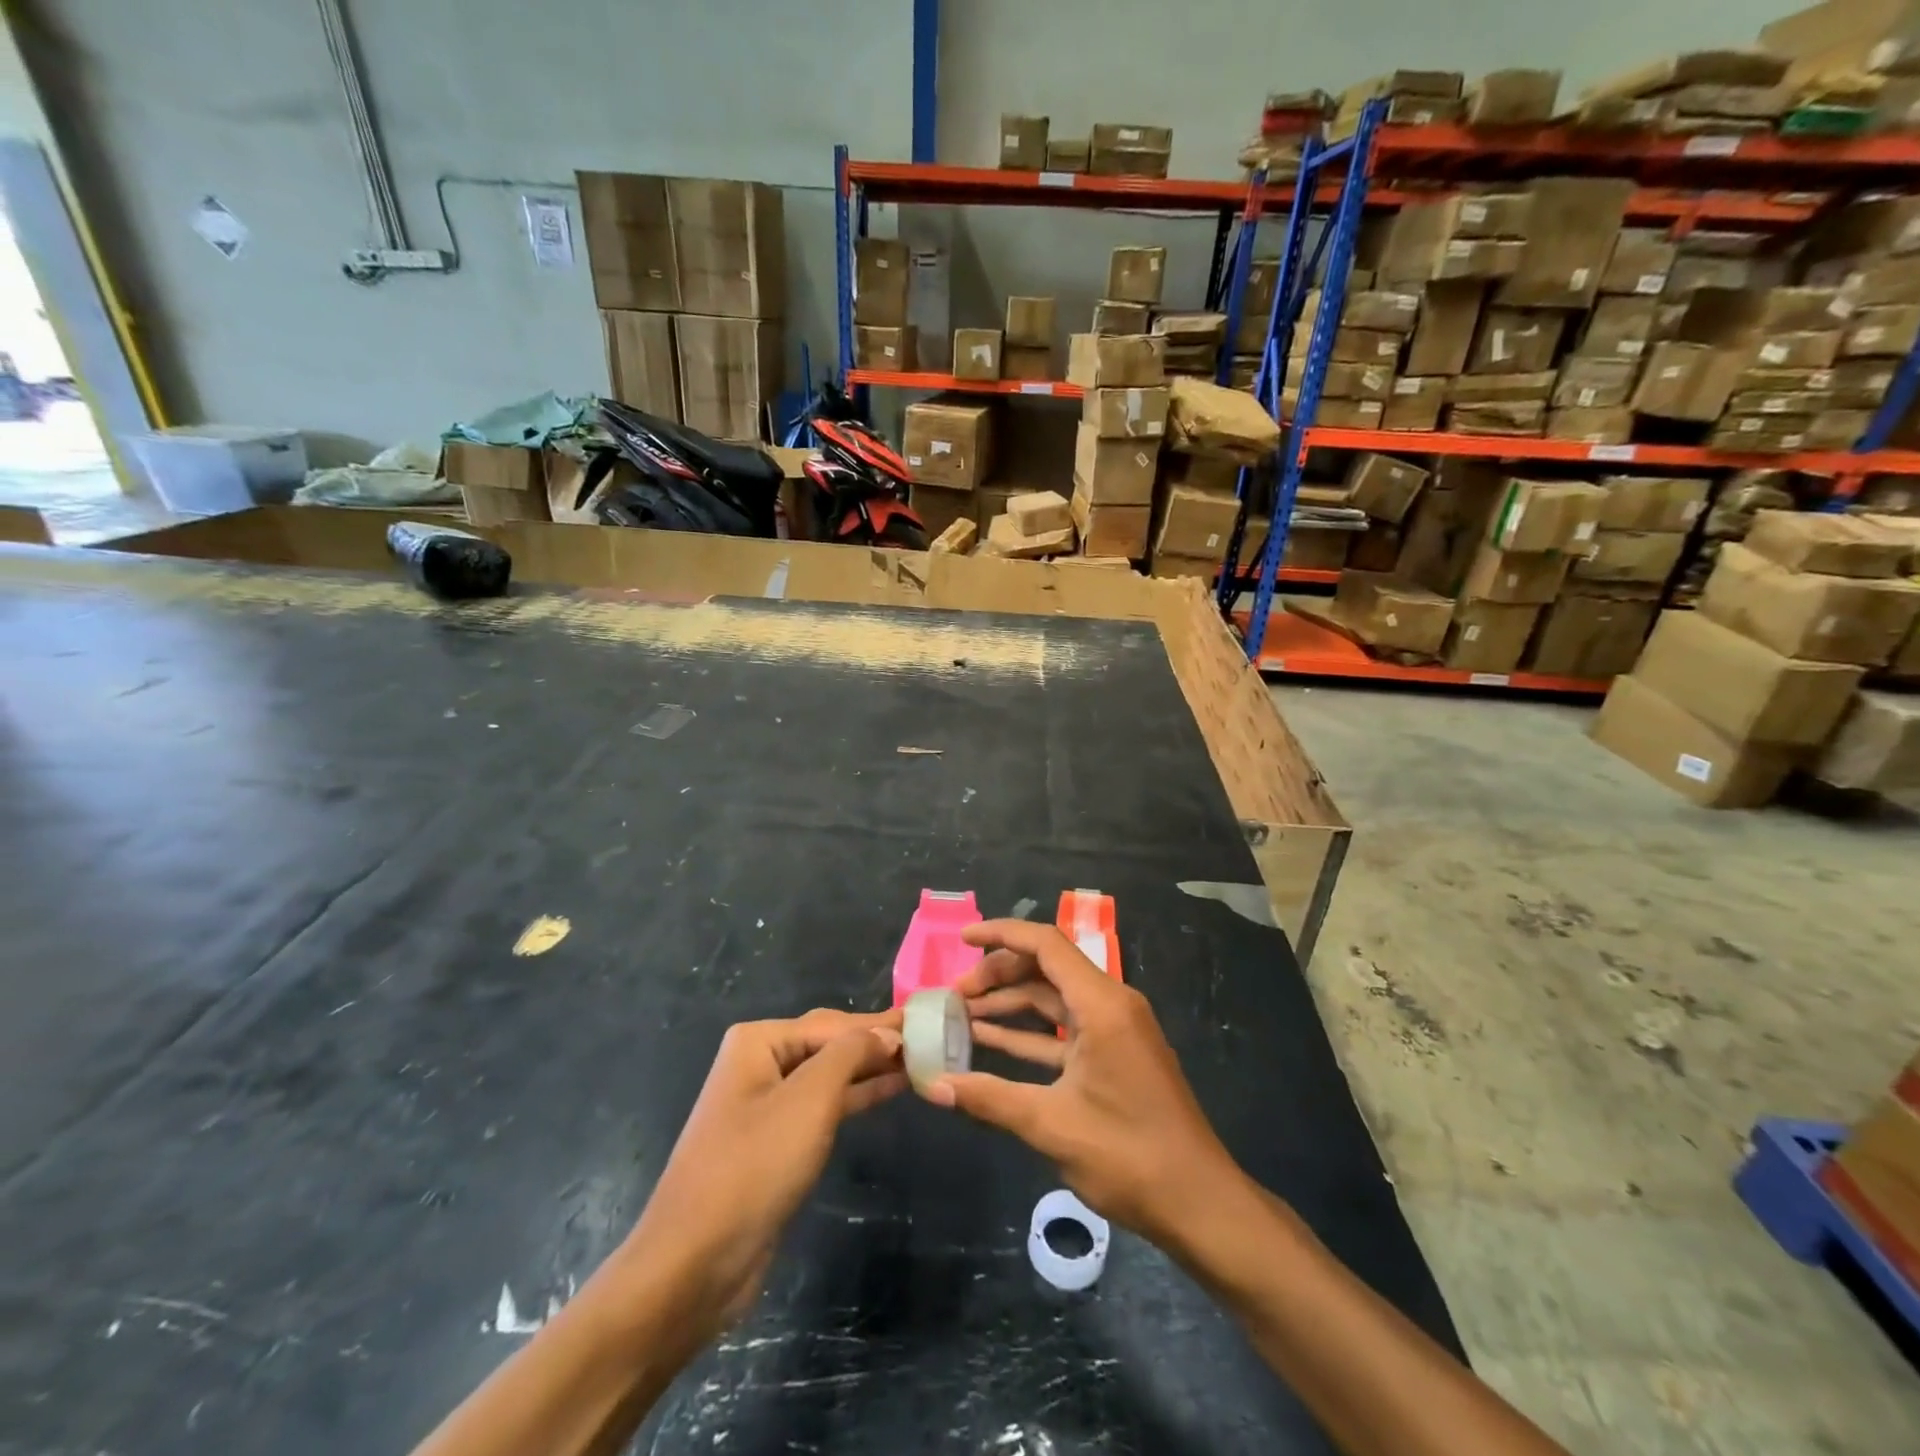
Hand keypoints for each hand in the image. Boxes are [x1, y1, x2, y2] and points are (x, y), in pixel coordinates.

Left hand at [620, 1009, 905, 1343]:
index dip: (880, 1024)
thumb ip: (851, 1054)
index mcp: (759, 1042)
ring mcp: (766, 1105)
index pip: (832, 1023)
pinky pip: (823, 1107)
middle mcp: (759, 1064)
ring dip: (870, 1069)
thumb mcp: (809, 1099)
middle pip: (829, 1043)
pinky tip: (889, 1090)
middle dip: (875, 1042)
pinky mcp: (775, 1143)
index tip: (925, 1020)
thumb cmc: (754, 1166)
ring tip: (919, 1061)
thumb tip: (887, 1033)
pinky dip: (856, 1096)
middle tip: (928, 1038)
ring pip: (829, 1075)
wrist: (695, 1263)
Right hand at [924, 919, 1242, 1246]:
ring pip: (1053, 1000)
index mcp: (1102, 1004)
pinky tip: (990, 1044)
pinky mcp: (1114, 1056)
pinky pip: (1065, 1031)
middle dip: (999, 975)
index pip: (1046, 945)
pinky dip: (1029, 1034)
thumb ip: (989, 1097)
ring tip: (961, 1017)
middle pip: (1047, 968)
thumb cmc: (1129, 1155)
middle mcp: (1110, 1005)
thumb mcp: (1051, 1125)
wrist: (1199, 1204)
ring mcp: (1115, 1031)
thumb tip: (932, 1085)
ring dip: (1010, 1006)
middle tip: (955, 997)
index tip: (963, 939)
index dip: (1001, 935)